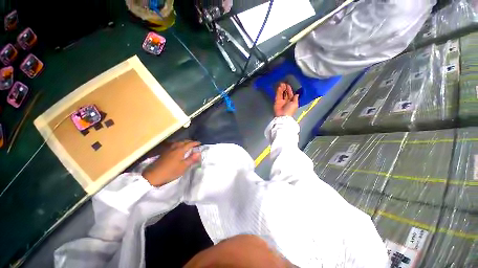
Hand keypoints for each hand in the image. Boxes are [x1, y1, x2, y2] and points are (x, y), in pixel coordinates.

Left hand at [142, 140, 200, 186]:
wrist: (153, 175)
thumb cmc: (171, 171)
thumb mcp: (183, 166)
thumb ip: (191, 159)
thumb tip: (199, 152)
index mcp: (180, 150)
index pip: (189, 144)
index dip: (195, 143)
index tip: (200, 143)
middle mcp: (174, 147)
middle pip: (183, 141)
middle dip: (190, 141)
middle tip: (195, 144)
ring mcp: (168, 149)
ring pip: (178, 142)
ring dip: (184, 142)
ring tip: (187, 145)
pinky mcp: (164, 152)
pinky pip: (174, 145)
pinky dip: (179, 145)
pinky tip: (178, 148)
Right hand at [273, 82, 298, 116]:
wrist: (283, 116)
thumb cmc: (290, 111)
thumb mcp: (295, 104)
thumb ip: (295, 98)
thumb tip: (297, 94)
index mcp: (292, 102)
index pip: (291, 94)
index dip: (290, 90)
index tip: (288, 85)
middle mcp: (286, 101)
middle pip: (285, 93)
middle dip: (285, 89)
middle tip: (284, 84)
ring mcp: (281, 102)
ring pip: (281, 94)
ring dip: (281, 89)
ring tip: (281, 84)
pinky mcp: (277, 102)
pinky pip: (277, 96)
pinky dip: (278, 92)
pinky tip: (279, 87)